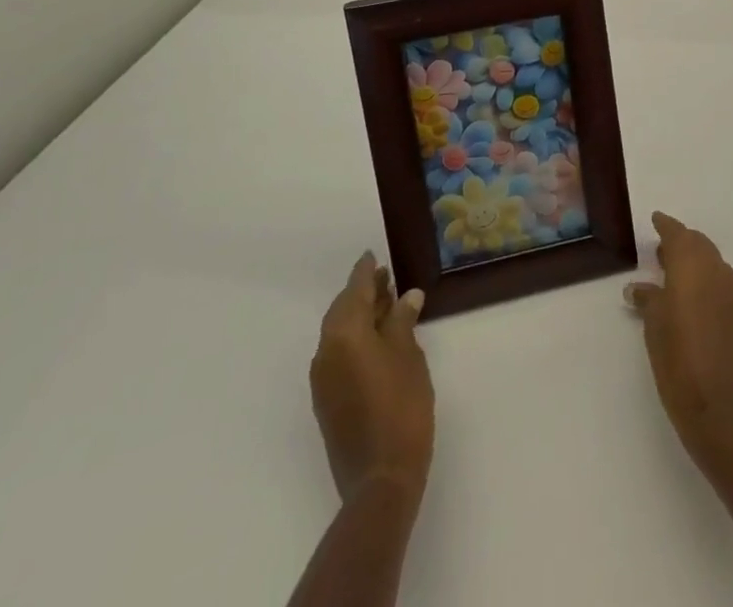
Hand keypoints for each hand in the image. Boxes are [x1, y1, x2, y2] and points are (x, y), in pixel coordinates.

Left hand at [310, 253, 433, 501]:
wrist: (380, 478)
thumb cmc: (401, 406)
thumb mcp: (409, 355)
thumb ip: (402, 322)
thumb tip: (405, 297)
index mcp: (345, 334)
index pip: (355, 290)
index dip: (365, 271)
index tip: (372, 255)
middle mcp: (326, 351)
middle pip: (343, 310)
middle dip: (363, 293)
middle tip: (387, 278)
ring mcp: (323, 379)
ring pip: (339, 333)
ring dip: (360, 316)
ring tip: (387, 305)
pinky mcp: (327, 400)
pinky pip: (338, 353)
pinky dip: (356, 338)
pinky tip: (378, 339)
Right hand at [626, 212, 732, 459]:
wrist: (726, 414)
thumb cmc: (680, 365)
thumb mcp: (655, 330)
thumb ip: (648, 300)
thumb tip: (638, 287)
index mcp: (693, 268)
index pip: (679, 235)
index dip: (666, 226)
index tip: (656, 219)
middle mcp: (717, 272)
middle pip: (699, 245)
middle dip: (681, 243)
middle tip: (661, 251)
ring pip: (713, 264)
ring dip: (695, 263)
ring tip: (674, 275)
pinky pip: (723, 284)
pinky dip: (707, 282)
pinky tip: (695, 302)